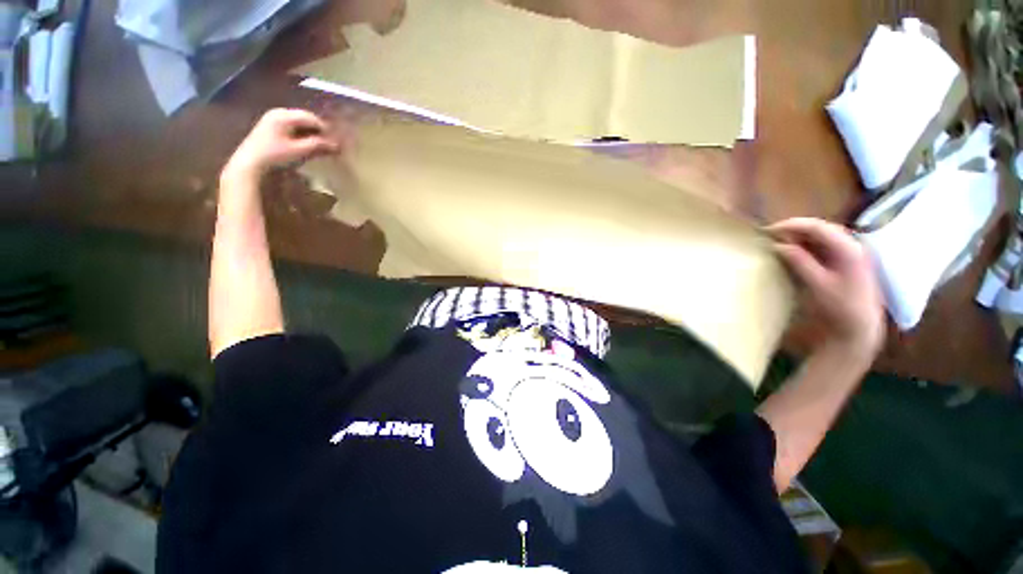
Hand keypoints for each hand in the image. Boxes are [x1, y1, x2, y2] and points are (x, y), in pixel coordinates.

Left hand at [223, 108, 340, 177]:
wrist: (250, 162)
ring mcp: (274, 118)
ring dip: (311, 132)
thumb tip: (336, 144)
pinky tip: (308, 144)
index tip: (336, 140)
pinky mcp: (271, 126)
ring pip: (299, 123)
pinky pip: (292, 126)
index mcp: (284, 115)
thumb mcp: (298, 150)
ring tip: (321, 144)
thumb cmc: (274, 155)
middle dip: (319, 130)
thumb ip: (317, 145)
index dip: (325, 128)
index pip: (311, 118)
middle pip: (305, 118)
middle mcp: (279, 112)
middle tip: (330, 143)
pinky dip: (302, 134)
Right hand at [768, 217, 884, 359]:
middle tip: (771, 236)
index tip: (767, 231)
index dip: (791, 225)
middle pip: (820, 228)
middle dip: (795, 229)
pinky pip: (824, 246)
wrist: (860, 327)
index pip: (817, 227)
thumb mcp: (816, 284)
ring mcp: (850, 253)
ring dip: (800, 237)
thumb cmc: (839, 306)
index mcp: (847, 248)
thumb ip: (798, 261)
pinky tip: (795, 252)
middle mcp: (852, 245)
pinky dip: (807, 245)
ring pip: (822, 236)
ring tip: (779, 243)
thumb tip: (776, 245)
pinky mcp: (846, 261)